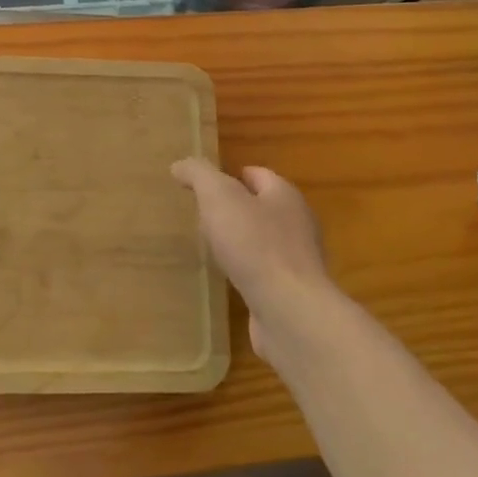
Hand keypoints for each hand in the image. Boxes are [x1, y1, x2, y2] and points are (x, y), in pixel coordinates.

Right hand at [171, 159, 334, 357]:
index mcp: (285, 195)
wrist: (290, 311)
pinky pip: (264, 273)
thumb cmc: (255, 245)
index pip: (256, 174)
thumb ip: (199, 175)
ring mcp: (297, 261)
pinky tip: (228, 279)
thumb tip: (180, 165)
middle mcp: (297, 224)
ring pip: (263, 241)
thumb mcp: (219, 197)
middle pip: (262, 207)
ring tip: (211, 248)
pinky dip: (246, 272)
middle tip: (202, 216)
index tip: (202, 187)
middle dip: (234, 210)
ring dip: (240, 243)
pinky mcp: (292, 293)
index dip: (229, 176)